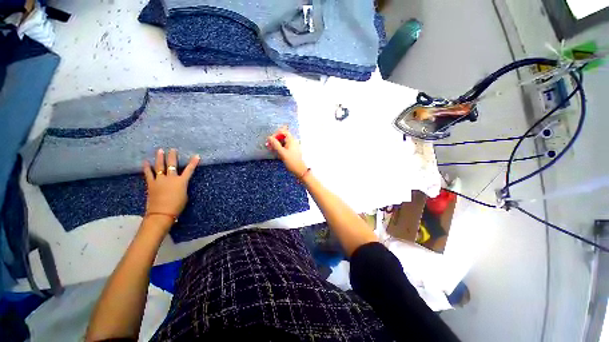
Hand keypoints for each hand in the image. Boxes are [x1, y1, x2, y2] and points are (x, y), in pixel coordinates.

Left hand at [143, 149, 199, 229]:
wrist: (161, 213)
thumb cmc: (177, 206)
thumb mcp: (184, 195)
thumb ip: (182, 186)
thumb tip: (178, 183)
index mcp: (181, 181)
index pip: (189, 170)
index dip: (193, 162)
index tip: (196, 156)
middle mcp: (171, 178)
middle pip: (172, 164)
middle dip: (173, 156)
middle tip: (172, 149)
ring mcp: (159, 180)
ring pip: (159, 166)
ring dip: (160, 158)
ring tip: (160, 151)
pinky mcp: (151, 184)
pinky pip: (148, 173)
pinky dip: (147, 167)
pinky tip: (145, 162)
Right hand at [266, 126, 307, 176]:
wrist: (300, 170)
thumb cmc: (291, 161)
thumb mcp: (282, 152)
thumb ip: (275, 144)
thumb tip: (269, 137)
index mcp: (291, 140)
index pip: (282, 131)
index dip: (275, 134)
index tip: (270, 140)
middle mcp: (293, 141)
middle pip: (282, 136)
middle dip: (275, 140)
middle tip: (269, 146)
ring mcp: (293, 146)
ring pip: (283, 141)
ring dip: (277, 144)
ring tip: (271, 149)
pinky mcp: (292, 150)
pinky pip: (285, 146)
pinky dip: (280, 148)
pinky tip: (277, 153)